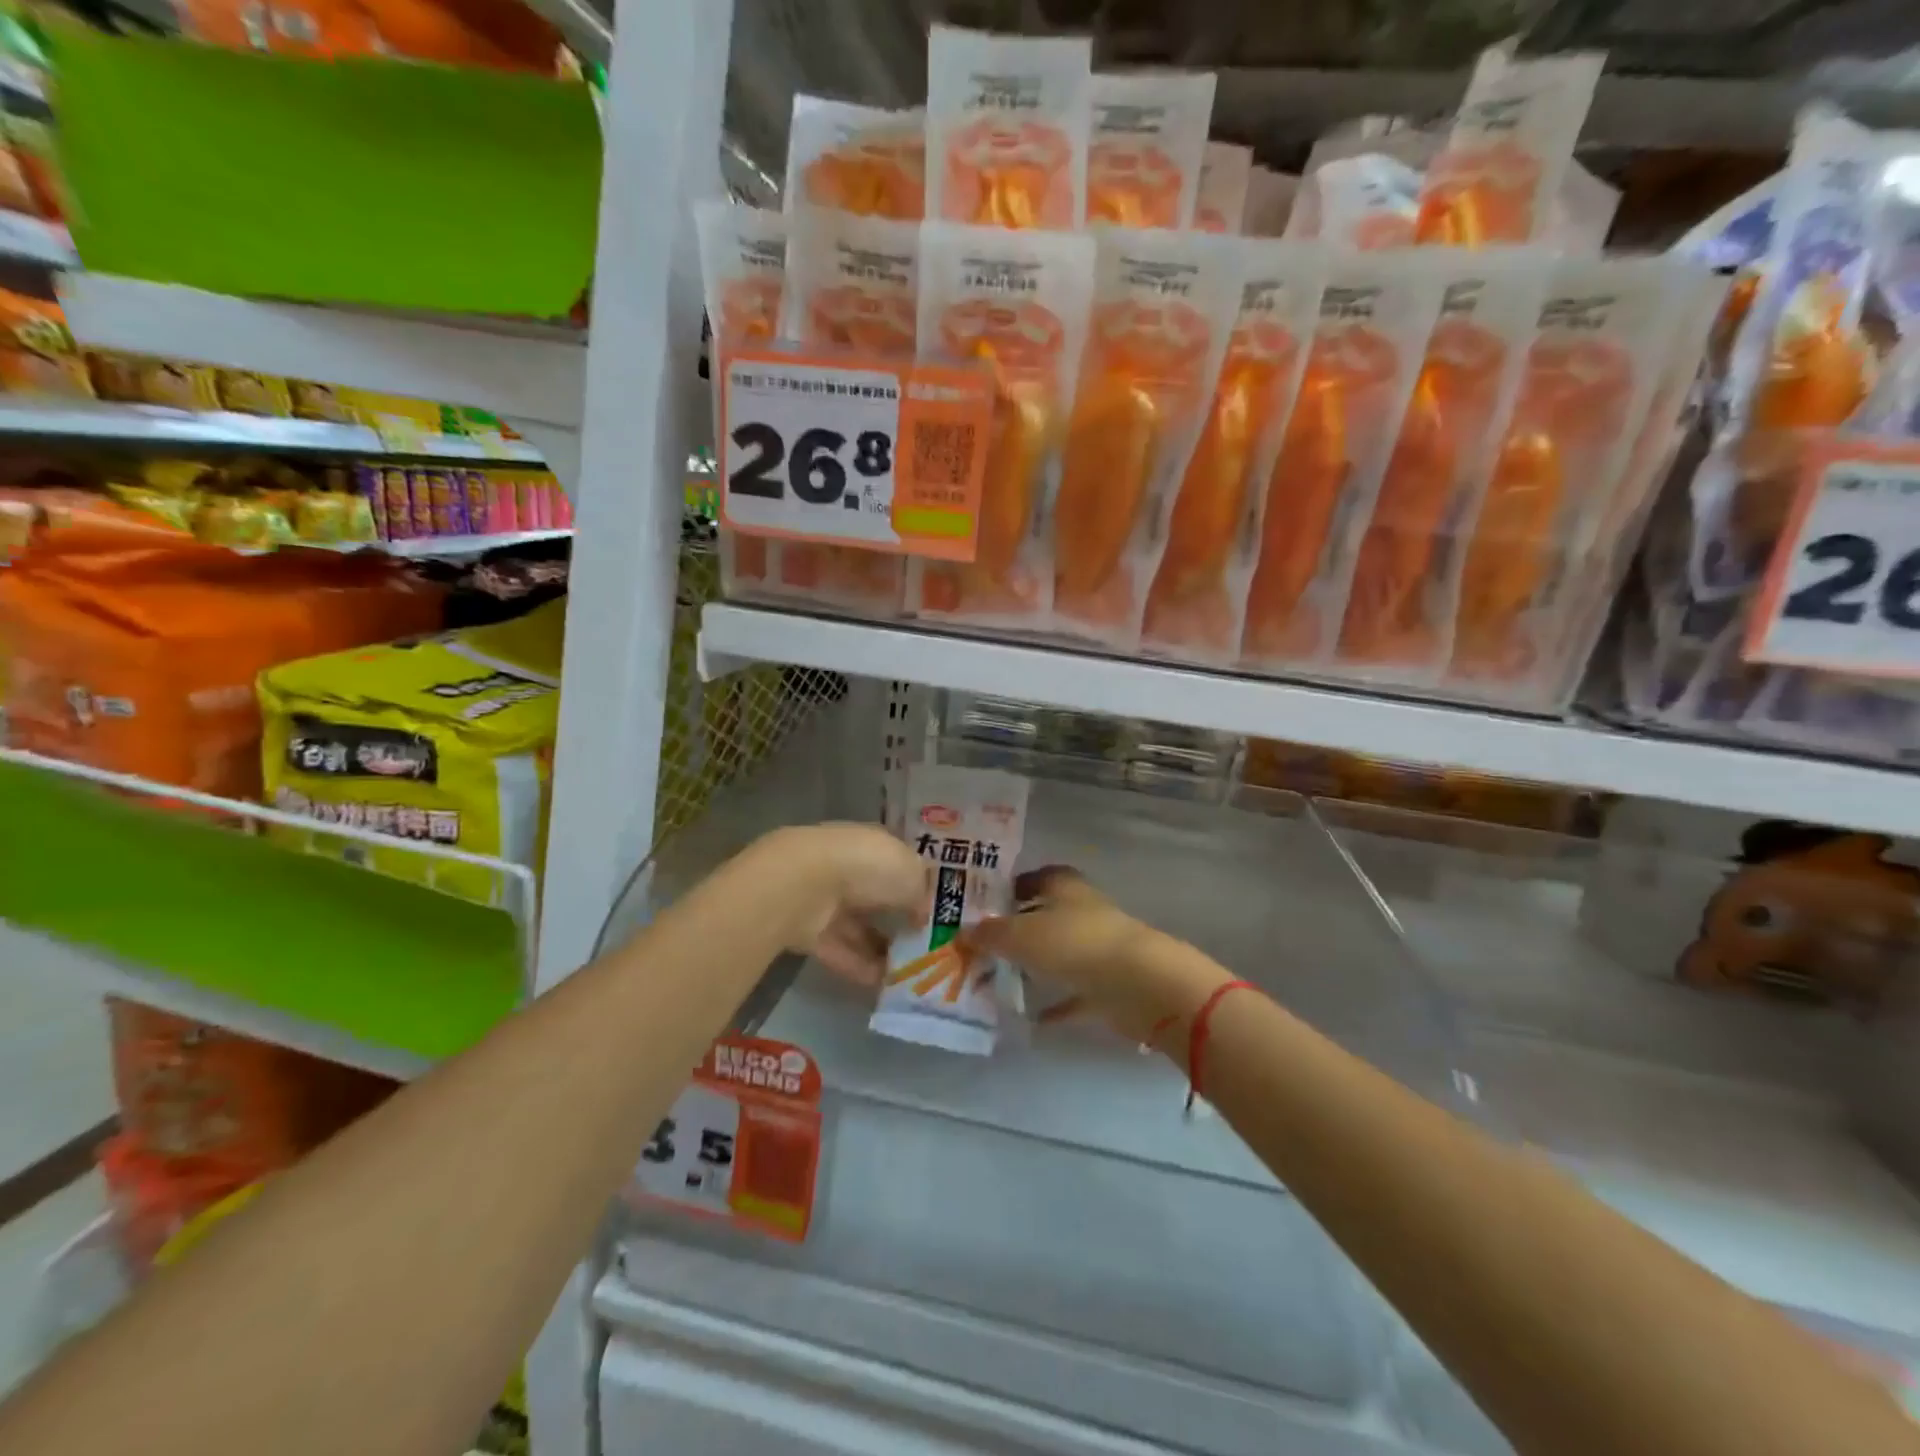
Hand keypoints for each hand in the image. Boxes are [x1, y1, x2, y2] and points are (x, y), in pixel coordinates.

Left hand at [753, 823, 928, 985]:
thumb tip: (922, 916)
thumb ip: (922, 894)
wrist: (806, 884)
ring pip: (858, 927)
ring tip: (909, 973)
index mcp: (873, 844)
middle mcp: (849, 867)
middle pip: (876, 896)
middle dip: (897, 918)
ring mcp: (825, 899)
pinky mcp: (808, 930)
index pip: (897, 863)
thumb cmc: (868, 866)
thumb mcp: (912, 875)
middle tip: (924, 946)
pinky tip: (885, 984)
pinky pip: (841, 951)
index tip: (934, 909)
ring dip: (880, 948)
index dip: (916, 884)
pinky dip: (860, 966)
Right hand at [969, 866, 1224, 1044]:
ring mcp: (1097, 948)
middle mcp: (1082, 911)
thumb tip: (964, 931)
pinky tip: (1028, 1017)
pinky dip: (1054, 1003)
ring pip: (1057, 954)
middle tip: (980, 946)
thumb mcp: (1021, 935)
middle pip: (1043, 916)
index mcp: (1064, 886)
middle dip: (1015, 930)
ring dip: (1033, 966)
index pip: (1033, 877)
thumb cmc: (1075, 944)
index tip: (980, 906)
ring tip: (996, 980)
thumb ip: (991, 933)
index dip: (1009, 888)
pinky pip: (1073, 993)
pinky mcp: (1107, 985)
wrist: (1139, 984)